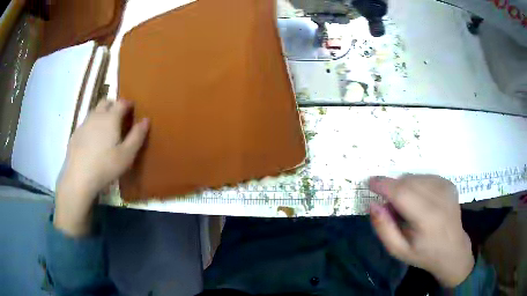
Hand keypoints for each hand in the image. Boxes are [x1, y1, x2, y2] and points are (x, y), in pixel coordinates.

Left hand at [54, 100, 148, 236]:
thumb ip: (137, 136)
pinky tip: (93, 142)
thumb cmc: (106, 166)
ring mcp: (84, 124)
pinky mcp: (75, 134)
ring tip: (106, 129)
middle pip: (106, 101)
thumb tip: (146, 120)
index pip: (121, 102)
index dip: (128, 103)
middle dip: (114, 104)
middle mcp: (96, 116)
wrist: (79, 178)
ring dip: (102, 114)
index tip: (132, 109)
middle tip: (119, 116)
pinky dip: (92, 126)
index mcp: (110, 118)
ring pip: (95, 111)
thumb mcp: (127, 155)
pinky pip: (86, 123)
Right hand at [368, 175, 473, 287]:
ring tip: (407, 206)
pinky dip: (416, 184)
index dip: (384, 185)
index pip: (402, 193)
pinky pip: (425, 176)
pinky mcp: (449, 183)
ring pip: (415, 176)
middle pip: (408, 181)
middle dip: (393, 187)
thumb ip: (383, 228)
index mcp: (427, 218)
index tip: (369, 182)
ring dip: (404, 186)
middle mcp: (439, 198)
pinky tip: (419, 199)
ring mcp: (446, 187)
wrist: (452, 250)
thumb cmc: (423, 253)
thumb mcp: (398, 250)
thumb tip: (373, 204)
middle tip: (390, 206)